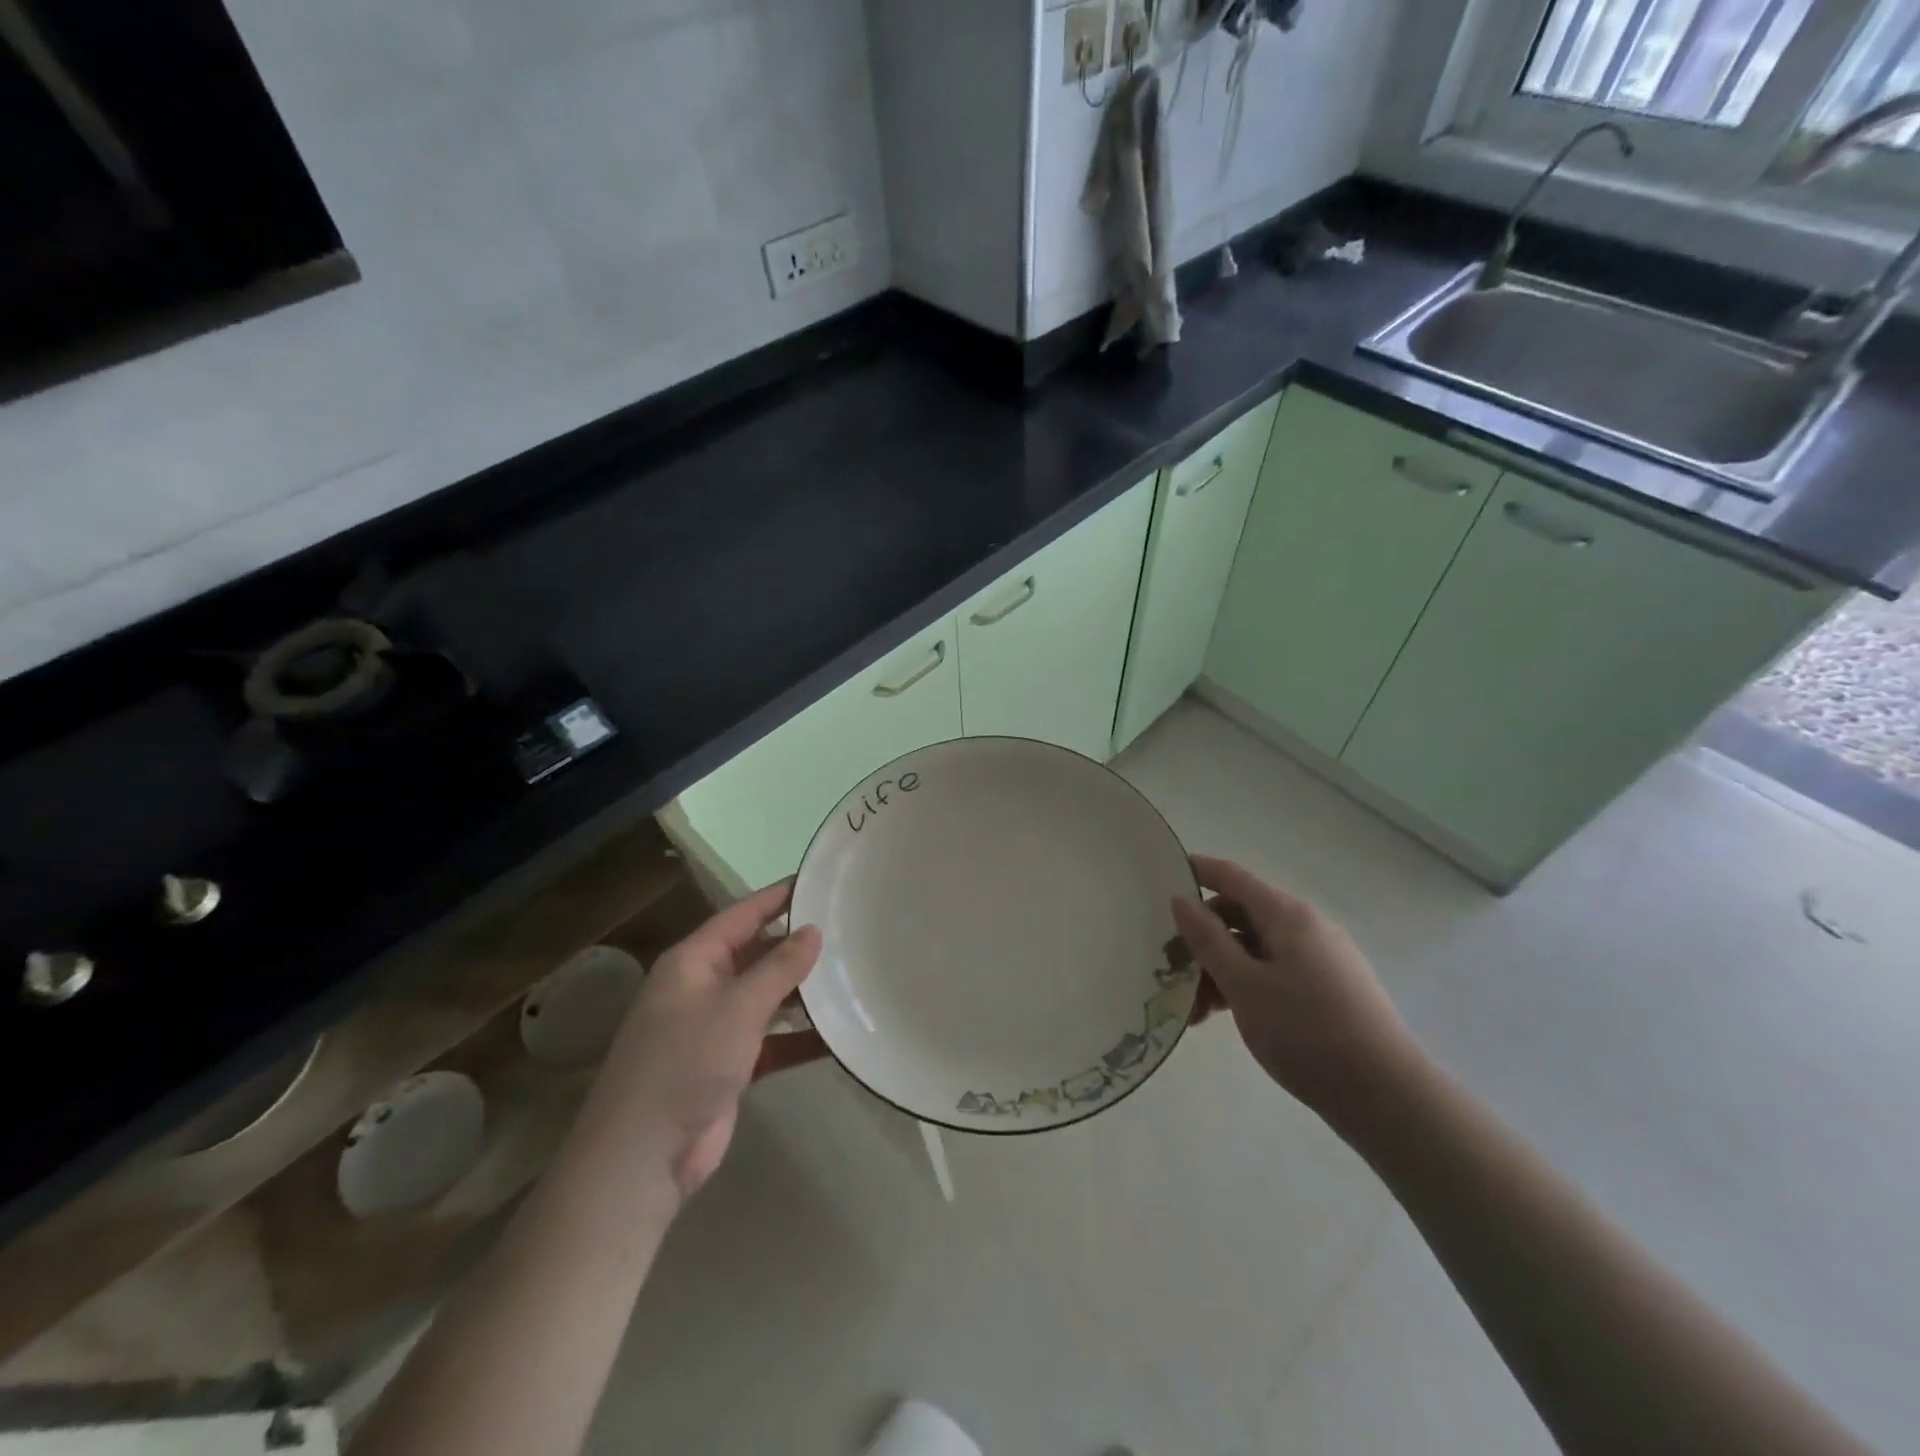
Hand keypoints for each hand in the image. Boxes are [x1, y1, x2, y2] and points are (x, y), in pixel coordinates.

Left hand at [604, 881, 820, 1198]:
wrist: (643, 1156)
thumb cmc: (686, 1063)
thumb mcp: (737, 1007)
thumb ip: (779, 967)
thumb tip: (813, 930)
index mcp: (693, 961)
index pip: (742, 915)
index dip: (778, 897)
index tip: (818, 881)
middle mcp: (703, 986)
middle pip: (757, 954)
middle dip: (797, 946)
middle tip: (848, 930)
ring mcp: (714, 1027)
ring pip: (767, 997)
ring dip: (802, 993)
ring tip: (851, 976)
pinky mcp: (728, 1065)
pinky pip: (771, 1039)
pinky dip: (798, 1037)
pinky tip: (837, 1036)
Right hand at [1171, 856, 1416, 1116]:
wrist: (1387, 1097)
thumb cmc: (1306, 1031)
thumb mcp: (1243, 985)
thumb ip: (1207, 939)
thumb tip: (1182, 900)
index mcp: (1287, 915)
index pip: (1231, 877)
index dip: (1195, 871)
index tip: (1159, 877)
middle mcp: (1307, 927)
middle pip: (1241, 915)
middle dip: (1202, 937)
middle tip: (1169, 967)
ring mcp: (1322, 960)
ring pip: (1256, 949)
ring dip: (1220, 969)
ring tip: (1195, 1009)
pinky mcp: (1331, 991)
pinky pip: (1276, 972)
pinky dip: (1246, 986)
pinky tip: (1227, 1017)